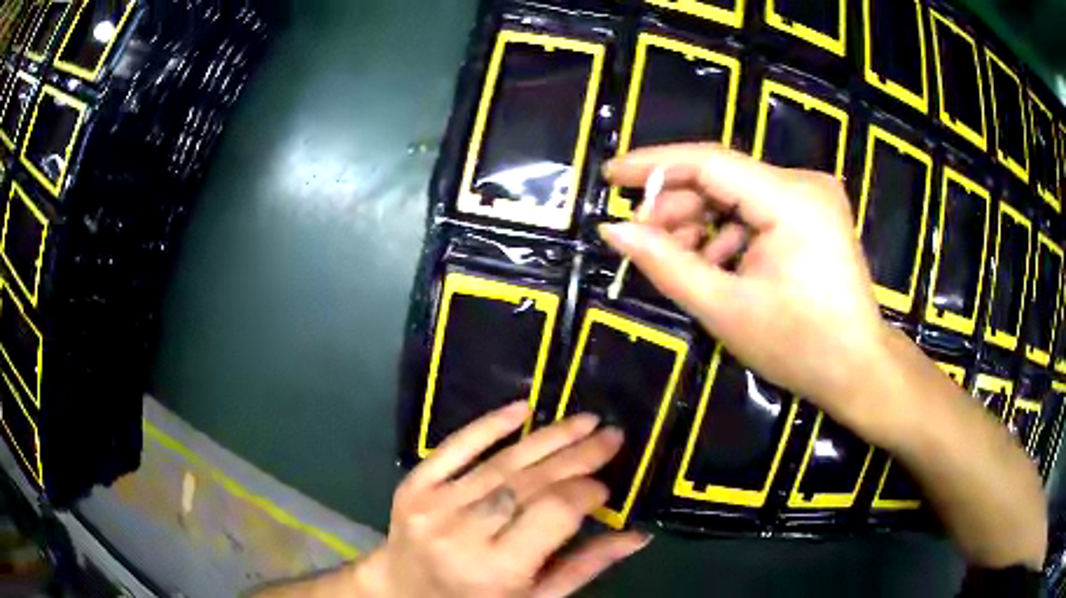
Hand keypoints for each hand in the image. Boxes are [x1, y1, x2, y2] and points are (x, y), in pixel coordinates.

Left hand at [353, 402, 649, 596]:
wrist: (402, 593)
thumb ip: (585, 567)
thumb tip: (638, 536)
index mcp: (496, 570)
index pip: (553, 514)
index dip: (586, 493)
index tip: (607, 485)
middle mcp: (462, 533)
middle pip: (530, 483)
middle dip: (577, 455)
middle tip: (611, 436)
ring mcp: (432, 504)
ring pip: (501, 462)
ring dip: (548, 438)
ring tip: (584, 421)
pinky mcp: (413, 485)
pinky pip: (455, 447)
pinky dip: (489, 424)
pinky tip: (523, 408)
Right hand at [599, 144, 890, 440]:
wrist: (857, 369)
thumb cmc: (799, 347)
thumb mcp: (725, 309)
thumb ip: (666, 264)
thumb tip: (613, 230)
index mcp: (790, 199)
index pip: (709, 162)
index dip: (653, 166)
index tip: (609, 177)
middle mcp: (803, 184)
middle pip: (722, 177)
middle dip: (676, 205)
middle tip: (640, 238)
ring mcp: (811, 197)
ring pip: (736, 194)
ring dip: (699, 223)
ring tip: (675, 260)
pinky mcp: (812, 214)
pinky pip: (755, 211)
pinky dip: (727, 233)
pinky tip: (712, 265)